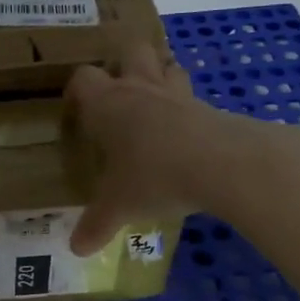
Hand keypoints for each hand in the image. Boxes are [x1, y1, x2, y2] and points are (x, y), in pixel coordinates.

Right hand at [65, 44, 240, 254]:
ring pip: (167, 65)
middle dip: (124, 63)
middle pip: (130, 51)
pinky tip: (185, 135)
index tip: (77, 112)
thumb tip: (75, 249)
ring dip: (160, 76)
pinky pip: (193, 97)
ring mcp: (178, 95)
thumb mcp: (119, 206)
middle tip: (119, 94)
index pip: (83, 79)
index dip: (77, 91)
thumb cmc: (154, 176)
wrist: (224, 164)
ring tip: (154, 105)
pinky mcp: (210, 107)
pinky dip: (187, 108)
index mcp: (108, 104)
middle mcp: (140, 89)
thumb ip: (96, 225)